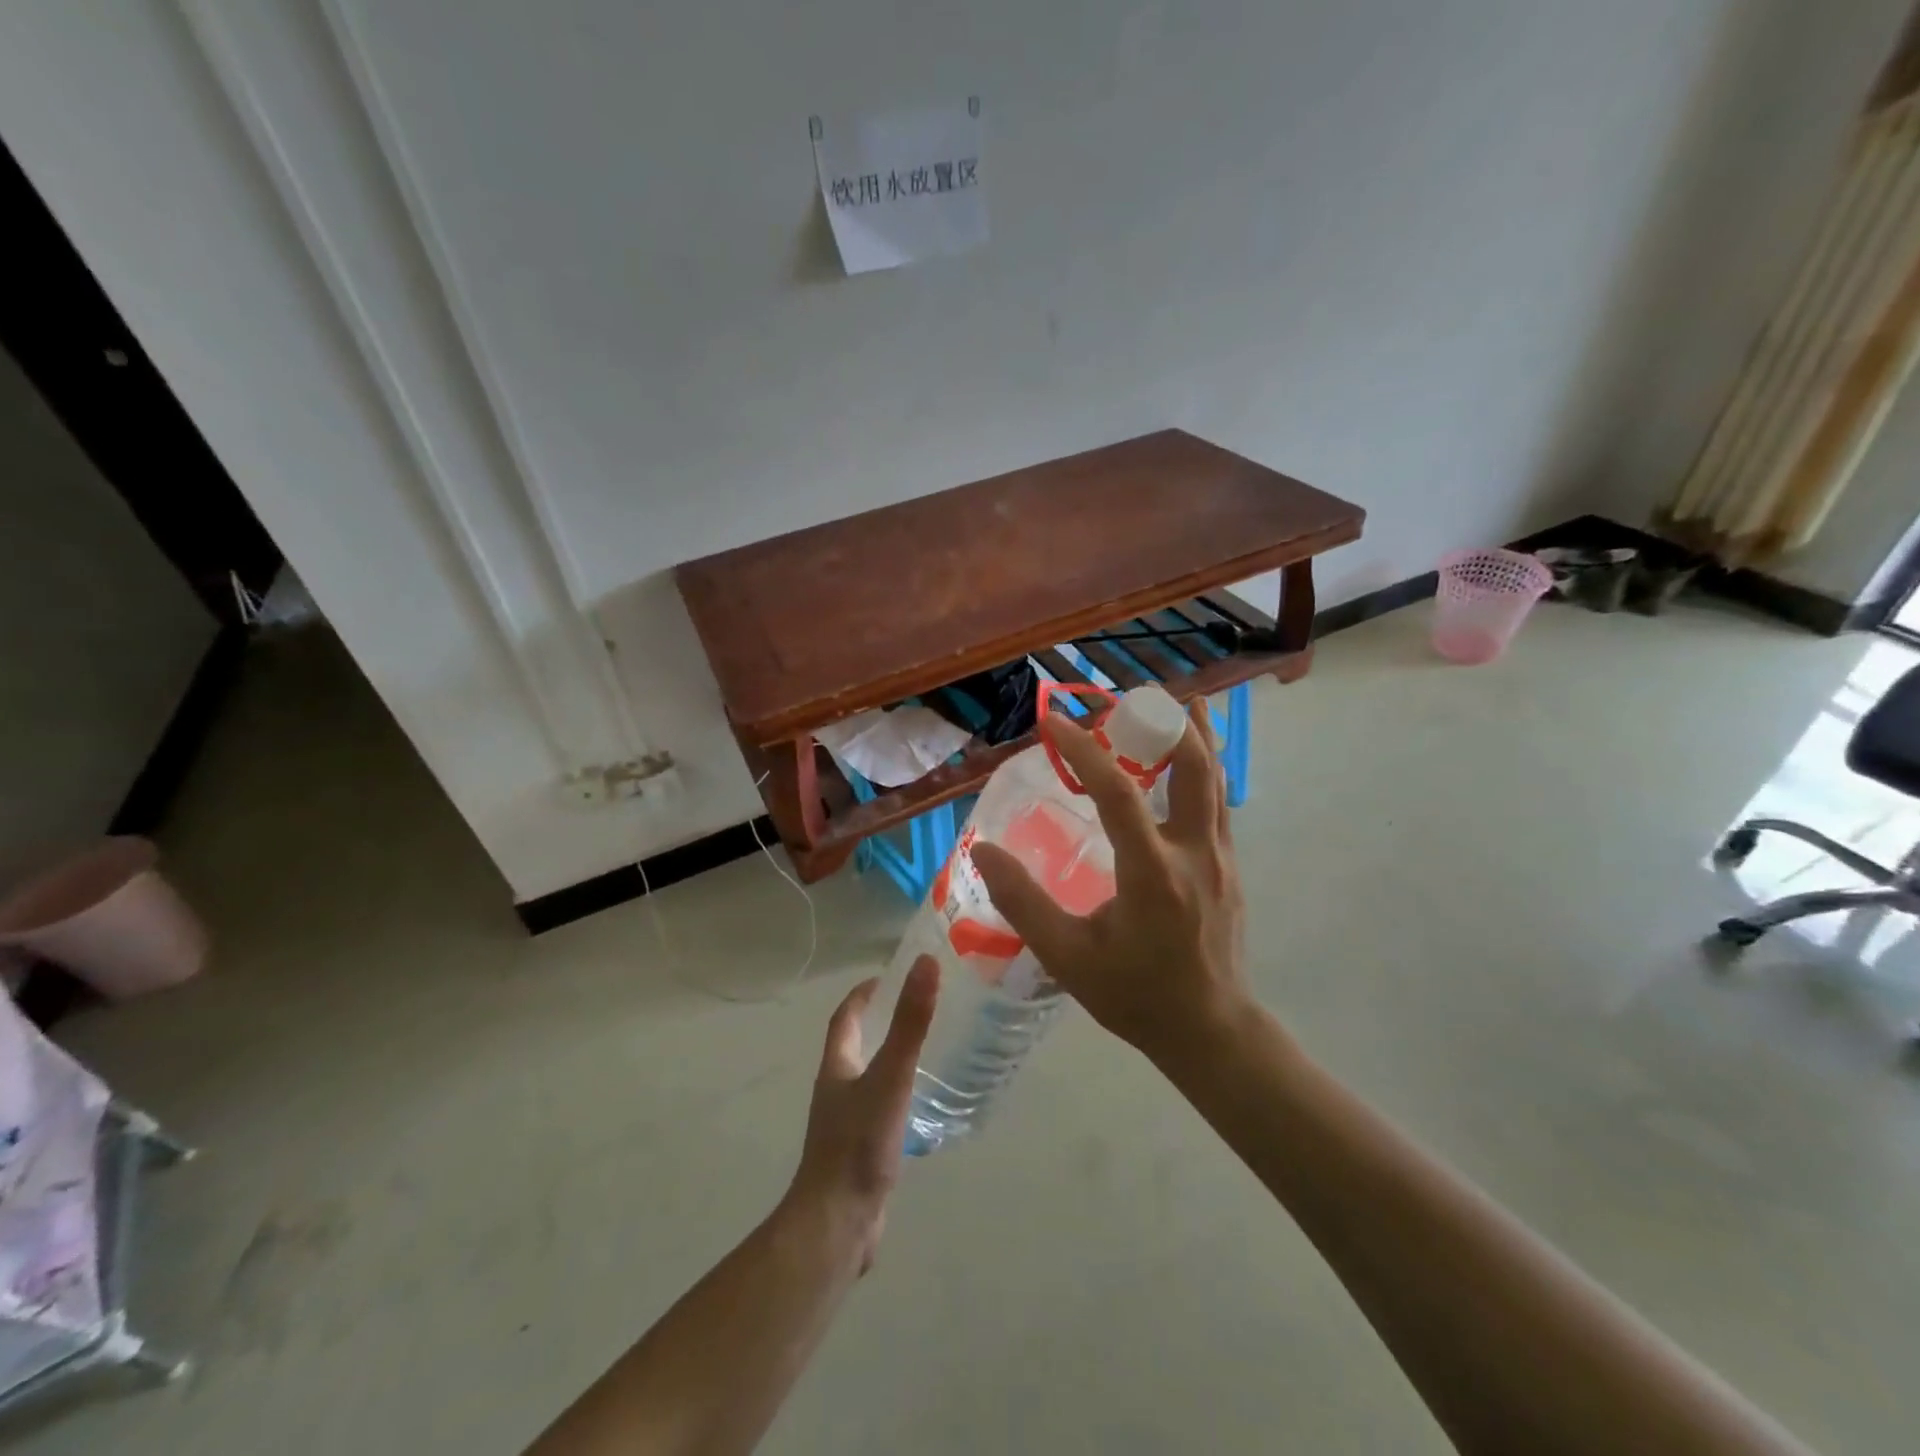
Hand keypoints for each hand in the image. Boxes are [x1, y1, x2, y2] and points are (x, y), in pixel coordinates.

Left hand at [784, 957, 938, 1272]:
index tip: (887, 976)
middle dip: (880, 1024)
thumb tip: (925, 963)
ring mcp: (848, 1123)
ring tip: (928, 1050)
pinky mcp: (862, 1152)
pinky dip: (900, 1097)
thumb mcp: (890, 1077)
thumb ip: (910, 1024)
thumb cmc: (858, 1144)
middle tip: (918, 1009)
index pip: (845, 1018)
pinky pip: (882, 1111)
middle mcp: (837, 1090)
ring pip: (870, 1079)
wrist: (836, 1226)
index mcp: (837, 1067)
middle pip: (855, 1046)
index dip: (862, 994)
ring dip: (891, 1060)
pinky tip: (925, 1106)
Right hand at [972, 699, 1247, 1067]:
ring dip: (1193, 736)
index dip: (1082, 749)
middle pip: (1195, 765)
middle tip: (1128, 701)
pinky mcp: (1229, 865)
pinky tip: (1183, 761)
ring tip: (1170, 704)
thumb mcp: (1067, 957)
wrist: (1211, 1031)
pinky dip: (1202, 768)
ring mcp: (1220, 856)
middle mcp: (1194, 852)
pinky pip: (1218, 801)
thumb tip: (983, 850)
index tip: (1052, 721)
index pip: (1117, 791)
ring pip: (1216, 777)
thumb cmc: (1135, 995)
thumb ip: (1022, 902)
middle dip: (1166, 722)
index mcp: (1152, 872)